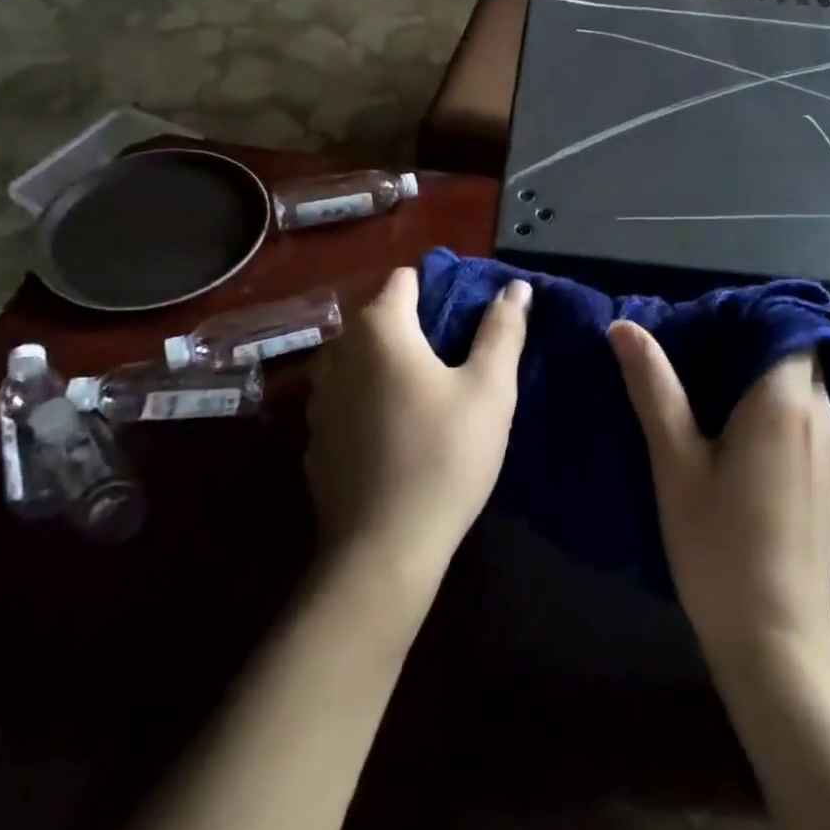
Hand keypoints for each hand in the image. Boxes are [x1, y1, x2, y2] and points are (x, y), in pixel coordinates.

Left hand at [305, 268, 530, 591]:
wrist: (382, 550)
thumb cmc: (444, 456)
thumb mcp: (490, 390)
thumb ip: (503, 330)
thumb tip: (516, 287)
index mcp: (379, 329)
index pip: (405, 280)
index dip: (439, 289)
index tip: (467, 320)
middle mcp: (337, 351)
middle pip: (381, 318)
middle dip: (416, 328)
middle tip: (457, 362)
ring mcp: (318, 396)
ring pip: (360, 359)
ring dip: (389, 364)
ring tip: (427, 397)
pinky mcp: (314, 437)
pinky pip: (346, 398)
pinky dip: (369, 400)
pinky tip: (396, 435)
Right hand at [609, 323, 829, 664]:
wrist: (776, 641)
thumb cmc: (719, 546)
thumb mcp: (675, 462)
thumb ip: (653, 388)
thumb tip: (625, 327)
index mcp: (785, 403)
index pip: (788, 328)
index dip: (751, 317)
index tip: (707, 324)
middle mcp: (822, 418)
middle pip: (800, 354)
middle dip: (754, 344)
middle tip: (699, 353)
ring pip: (807, 388)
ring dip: (767, 377)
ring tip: (711, 389)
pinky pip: (810, 419)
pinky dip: (779, 408)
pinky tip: (738, 435)